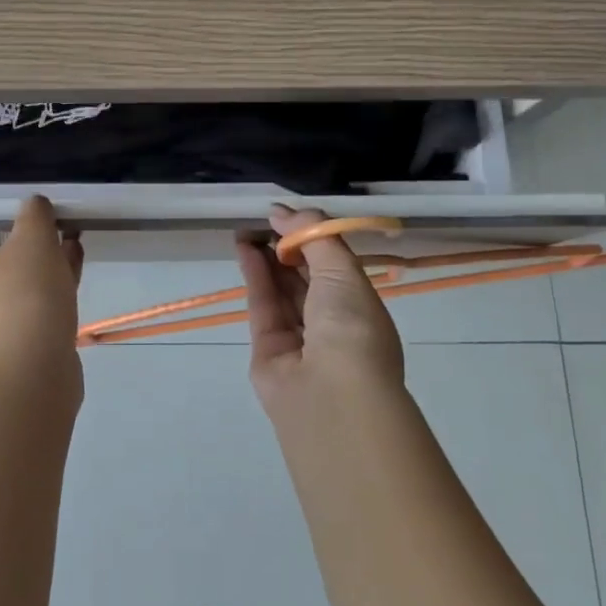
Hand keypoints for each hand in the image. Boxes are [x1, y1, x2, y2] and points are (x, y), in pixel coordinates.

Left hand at [0, 196, 85, 398]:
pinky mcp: (20, 335)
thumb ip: (34, 213)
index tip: (15, 202)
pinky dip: (52, 280)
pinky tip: (76, 262)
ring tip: (72, 234)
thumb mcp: (33, 239)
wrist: (34, 372)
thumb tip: (33, 205)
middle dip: (24, 233)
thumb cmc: (24, 296)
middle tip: (51, 216)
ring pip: (19, 275)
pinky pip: (34, 298)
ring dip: (44, 255)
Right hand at [236, 206, 404, 406]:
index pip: (334, 268)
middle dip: (286, 248)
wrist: (331, 394)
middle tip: (264, 221)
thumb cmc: (351, 326)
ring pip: (281, 291)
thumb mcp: (342, 269)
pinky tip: (244, 248)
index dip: (313, 239)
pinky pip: (262, 305)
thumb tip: (282, 211)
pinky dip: (254, 276)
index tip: (288, 217)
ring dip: (266, 259)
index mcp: (361, 309)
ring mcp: (299, 340)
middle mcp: (332, 326)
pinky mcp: (267, 349)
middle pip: (305, 279)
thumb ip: (313, 235)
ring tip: (248, 228)